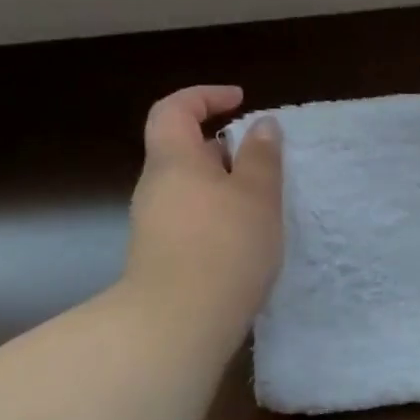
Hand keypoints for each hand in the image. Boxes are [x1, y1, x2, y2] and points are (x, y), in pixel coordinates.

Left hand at [121, 86, 283, 334]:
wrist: (179, 323)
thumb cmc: (225, 245)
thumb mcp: (257, 194)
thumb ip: (261, 156)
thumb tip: (261, 125)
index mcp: (173, 161)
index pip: (174, 109)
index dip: (205, 96)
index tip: (240, 101)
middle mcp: (156, 187)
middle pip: (183, 150)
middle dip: (224, 148)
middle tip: (264, 162)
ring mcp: (154, 224)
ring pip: (191, 187)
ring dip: (225, 185)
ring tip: (264, 203)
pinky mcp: (162, 255)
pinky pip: (192, 217)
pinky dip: (218, 214)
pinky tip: (246, 238)